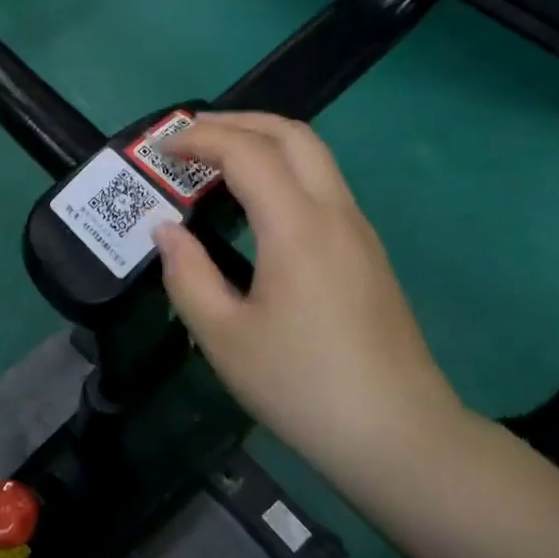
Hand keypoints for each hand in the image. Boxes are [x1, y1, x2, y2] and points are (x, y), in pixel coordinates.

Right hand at [152, 113, 461, 474]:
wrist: (398, 436)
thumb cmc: (301, 385)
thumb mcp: (223, 337)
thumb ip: (187, 274)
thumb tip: (166, 230)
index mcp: (298, 227)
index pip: (247, 151)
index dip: (199, 138)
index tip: (160, 149)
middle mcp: (334, 213)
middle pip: (291, 134)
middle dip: (235, 121)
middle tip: (188, 138)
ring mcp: (358, 230)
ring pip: (313, 155)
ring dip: (262, 142)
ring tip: (214, 161)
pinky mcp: (367, 252)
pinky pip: (322, 184)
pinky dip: (281, 169)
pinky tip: (253, 203)